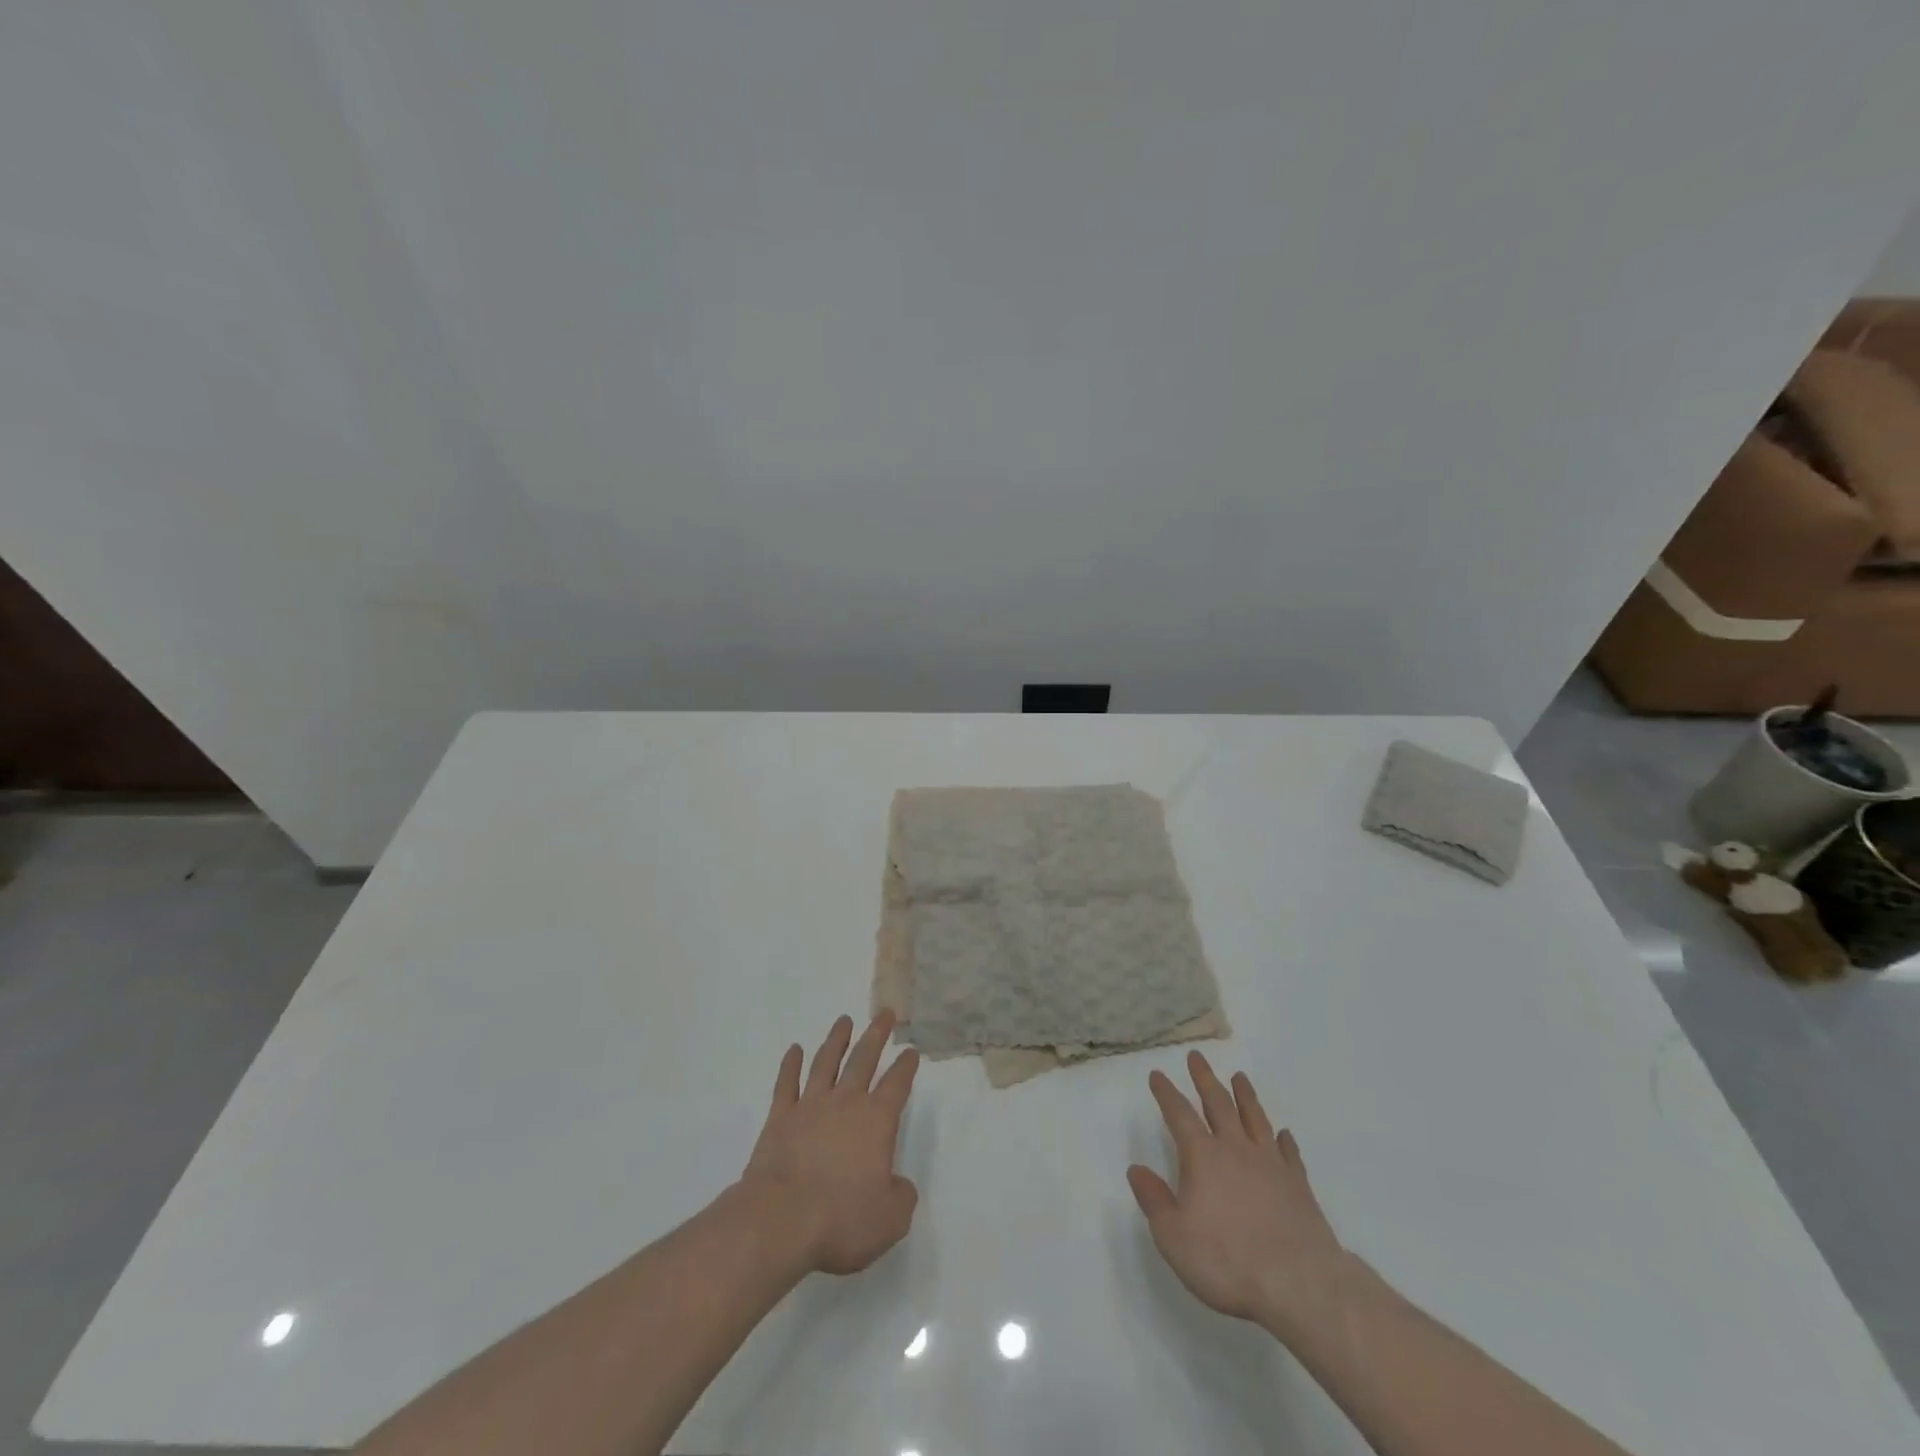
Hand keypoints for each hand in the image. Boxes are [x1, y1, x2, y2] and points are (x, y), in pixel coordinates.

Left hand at [738, 1011, 920, 1275]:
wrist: (780, 1220)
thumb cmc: (840, 1219)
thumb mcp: (889, 1220)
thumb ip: (901, 1197)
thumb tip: (899, 1185)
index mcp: (876, 1121)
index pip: (897, 1084)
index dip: (906, 1066)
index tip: (911, 1050)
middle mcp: (845, 1103)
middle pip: (864, 1059)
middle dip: (877, 1034)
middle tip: (884, 1013)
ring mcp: (810, 1106)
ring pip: (826, 1062)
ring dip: (836, 1040)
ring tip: (844, 1020)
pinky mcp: (779, 1118)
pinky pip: (786, 1083)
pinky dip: (791, 1064)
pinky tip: (795, 1050)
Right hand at [1128, 1051, 1348, 1335]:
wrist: (1300, 1284)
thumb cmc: (1227, 1261)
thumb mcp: (1174, 1236)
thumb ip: (1154, 1200)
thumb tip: (1136, 1169)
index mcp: (1202, 1157)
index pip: (1179, 1114)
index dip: (1166, 1093)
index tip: (1158, 1075)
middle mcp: (1235, 1149)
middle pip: (1218, 1104)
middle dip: (1205, 1079)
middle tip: (1197, 1057)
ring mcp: (1271, 1164)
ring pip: (1255, 1119)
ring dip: (1245, 1096)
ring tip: (1239, 1077)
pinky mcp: (1299, 1185)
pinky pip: (1289, 1153)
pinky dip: (1284, 1139)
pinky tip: (1283, 1134)